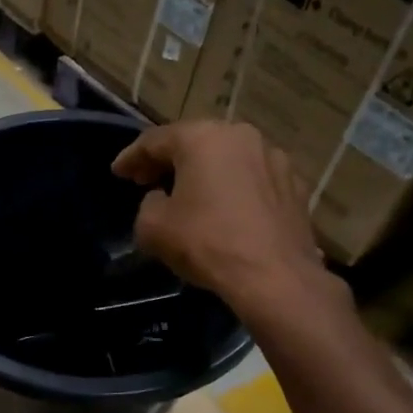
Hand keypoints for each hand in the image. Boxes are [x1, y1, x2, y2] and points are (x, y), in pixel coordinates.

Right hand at [113, 120, 351, 325]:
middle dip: (168, 161)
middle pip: (194, 143)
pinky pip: (251, 179)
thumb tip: (161, 199)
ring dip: (203, 172)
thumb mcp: (152, 226)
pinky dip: (232, 188)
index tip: (117, 172)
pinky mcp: (294, 185)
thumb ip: (148, 204)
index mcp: (202, 138)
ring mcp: (274, 158)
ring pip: (226, 158)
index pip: (155, 140)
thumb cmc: (207, 243)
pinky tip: (224, 209)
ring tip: (187, 194)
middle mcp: (241, 136)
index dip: (131, 158)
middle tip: (146, 180)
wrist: (275, 276)